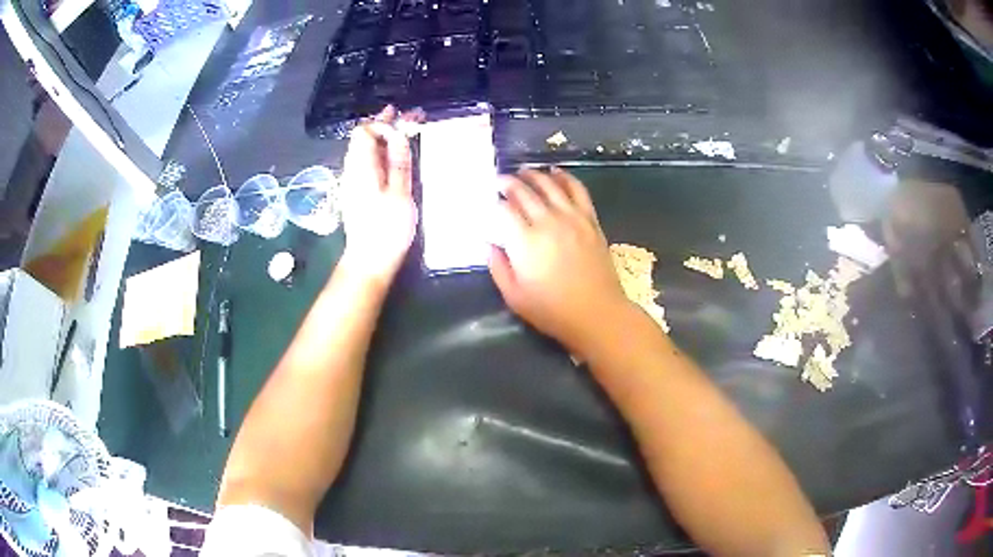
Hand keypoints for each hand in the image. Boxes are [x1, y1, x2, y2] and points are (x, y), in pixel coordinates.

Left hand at [340, 106, 419, 283]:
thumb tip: (399, 135)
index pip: (364, 132)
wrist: (369, 261)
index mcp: (361, 168)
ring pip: (365, 150)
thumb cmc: (386, 229)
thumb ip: (399, 162)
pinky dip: (381, 153)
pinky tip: (395, 156)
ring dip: (384, 138)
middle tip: (408, 117)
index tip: (405, 120)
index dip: (383, 122)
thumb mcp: (400, 194)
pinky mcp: (358, 192)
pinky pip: (367, 163)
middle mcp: (352, 170)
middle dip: (384, 125)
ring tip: (405, 132)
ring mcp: (353, 182)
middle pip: (362, 139)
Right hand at [489, 168, 629, 353]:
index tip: (488, 200)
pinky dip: (565, 177)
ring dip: (533, 174)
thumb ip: (498, 267)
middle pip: (524, 191)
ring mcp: (572, 218)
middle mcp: (547, 222)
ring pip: (549, 184)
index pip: (504, 209)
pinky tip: (556, 172)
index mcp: (525, 241)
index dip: (493, 201)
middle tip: (500, 180)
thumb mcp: (514, 297)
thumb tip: (489, 244)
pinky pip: (577, 190)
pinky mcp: (590, 220)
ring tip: (523, 171)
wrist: (597, 313)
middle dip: (508, 182)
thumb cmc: (552, 310)